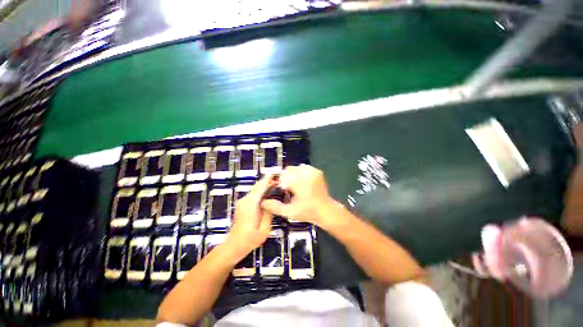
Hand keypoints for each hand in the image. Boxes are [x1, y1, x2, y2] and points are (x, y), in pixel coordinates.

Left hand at [226, 174, 273, 260]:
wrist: (234, 246)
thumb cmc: (250, 239)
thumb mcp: (264, 229)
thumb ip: (269, 213)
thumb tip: (271, 202)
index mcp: (251, 205)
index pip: (260, 188)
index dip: (267, 179)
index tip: (274, 172)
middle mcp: (245, 200)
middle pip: (257, 186)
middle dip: (267, 181)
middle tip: (279, 180)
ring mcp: (242, 202)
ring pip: (255, 190)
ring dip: (264, 186)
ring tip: (275, 185)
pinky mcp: (242, 205)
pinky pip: (253, 194)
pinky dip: (260, 191)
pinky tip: (267, 193)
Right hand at [261, 165, 338, 226]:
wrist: (325, 210)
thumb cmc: (308, 212)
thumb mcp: (290, 212)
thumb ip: (275, 207)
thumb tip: (262, 201)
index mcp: (300, 183)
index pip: (283, 176)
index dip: (280, 183)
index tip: (282, 190)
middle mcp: (306, 174)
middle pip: (289, 170)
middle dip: (286, 178)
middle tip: (288, 189)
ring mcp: (313, 171)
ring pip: (295, 168)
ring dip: (293, 175)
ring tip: (296, 186)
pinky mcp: (317, 171)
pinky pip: (303, 167)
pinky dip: (300, 173)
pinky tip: (302, 182)